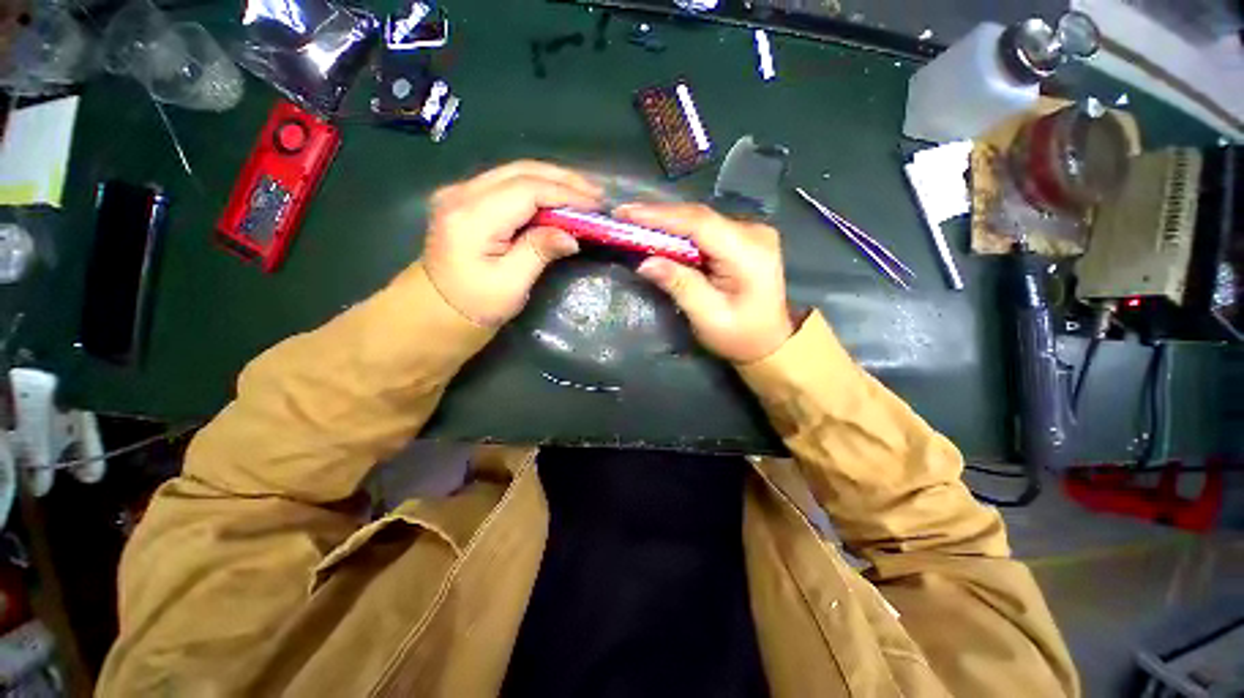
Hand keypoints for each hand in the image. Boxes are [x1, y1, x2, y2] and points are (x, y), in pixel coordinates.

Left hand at [423, 161, 602, 325]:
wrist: (432, 311)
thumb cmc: (473, 306)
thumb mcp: (511, 285)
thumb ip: (539, 252)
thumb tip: (571, 236)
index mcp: (471, 217)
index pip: (526, 190)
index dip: (565, 194)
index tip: (595, 206)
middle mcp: (462, 194)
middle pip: (521, 171)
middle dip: (563, 179)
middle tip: (596, 194)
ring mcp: (460, 193)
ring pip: (515, 172)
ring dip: (552, 180)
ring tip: (583, 193)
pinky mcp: (466, 200)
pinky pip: (507, 184)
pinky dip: (537, 188)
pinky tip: (556, 198)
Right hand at [617, 203, 794, 362]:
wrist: (770, 343)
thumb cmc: (740, 337)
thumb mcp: (708, 317)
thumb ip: (680, 286)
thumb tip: (646, 262)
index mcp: (749, 252)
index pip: (700, 223)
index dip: (661, 216)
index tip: (626, 213)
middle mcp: (754, 233)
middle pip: (699, 217)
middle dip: (658, 216)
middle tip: (623, 215)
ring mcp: (750, 233)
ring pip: (700, 220)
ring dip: (667, 222)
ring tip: (634, 222)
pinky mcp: (743, 239)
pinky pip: (705, 229)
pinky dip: (680, 231)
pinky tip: (659, 233)